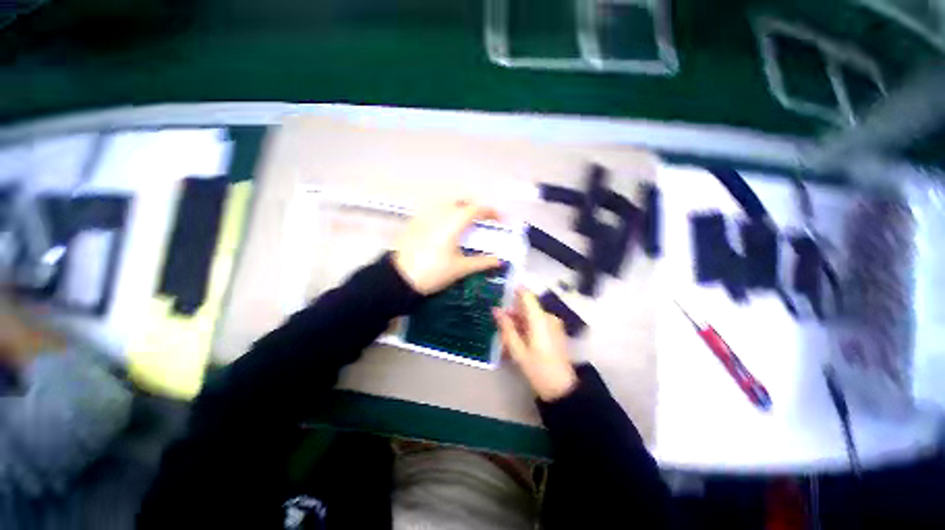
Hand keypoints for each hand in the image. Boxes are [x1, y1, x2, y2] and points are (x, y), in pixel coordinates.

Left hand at [392, 200, 502, 294]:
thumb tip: (498, 261)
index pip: (476, 209)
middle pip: (462, 202)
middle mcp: (440, 214)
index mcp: (453, 223)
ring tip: (465, 226)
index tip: (499, 220)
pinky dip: (446, 215)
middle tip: (482, 222)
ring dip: (460, 210)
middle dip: (475, 209)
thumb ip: (482, 262)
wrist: (400, 278)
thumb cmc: (433, 272)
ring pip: (447, 205)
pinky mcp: (415, 221)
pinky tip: (445, 230)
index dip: (490, 211)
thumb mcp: (460, 268)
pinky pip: (435, 211)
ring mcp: (425, 216)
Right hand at [494, 288, 577, 401]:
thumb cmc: (538, 369)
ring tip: (508, 334)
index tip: (502, 292)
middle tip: (500, 323)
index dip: (514, 291)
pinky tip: (519, 339)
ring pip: (532, 315)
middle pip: (528, 306)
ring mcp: (554, 324)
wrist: (562, 388)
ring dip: (519, 320)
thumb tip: (496, 310)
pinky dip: (527, 326)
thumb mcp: (517, 349)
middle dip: (513, 311)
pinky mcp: (556, 331)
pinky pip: (538, 322)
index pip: (527, 295)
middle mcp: (548, 317)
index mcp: (540, 319)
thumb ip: (506, 327)